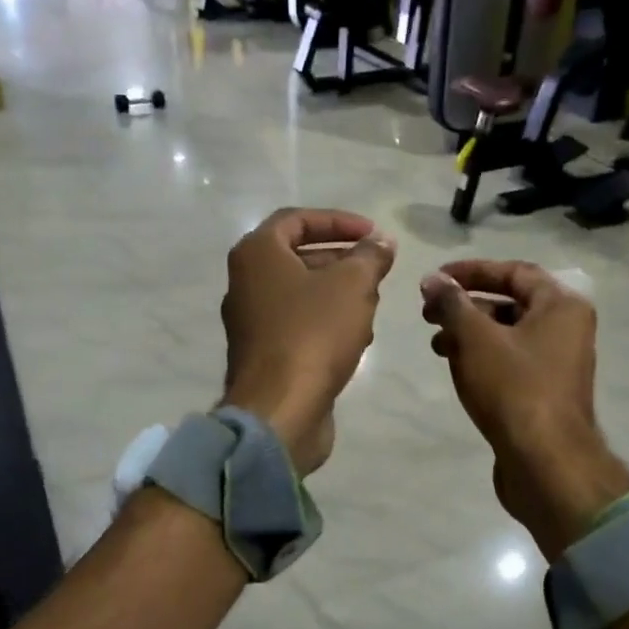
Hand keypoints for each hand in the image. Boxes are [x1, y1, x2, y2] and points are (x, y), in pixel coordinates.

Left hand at [222, 208, 395, 474]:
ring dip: (338, 294)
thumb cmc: (313, 334)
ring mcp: (252, 322)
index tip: (373, 234)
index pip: (297, 219)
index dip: (338, 221)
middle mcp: (246, 283)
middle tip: (376, 269)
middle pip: (298, 257)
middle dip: (342, 260)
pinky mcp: (264, 355)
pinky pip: (298, 326)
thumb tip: (382, 242)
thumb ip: (370, 257)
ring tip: (373, 303)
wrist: (280, 409)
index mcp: (257, 254)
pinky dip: (327, 323)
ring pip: (301, 294)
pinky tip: (358, 339)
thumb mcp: (353, 285)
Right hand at [421, 260, 628, 558]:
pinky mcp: (545, 393)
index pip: (514, 271)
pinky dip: (483, 358)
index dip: (472, 271)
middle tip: (429, 313)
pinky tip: (456, 369)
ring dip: (470, 333)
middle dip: (466, 306)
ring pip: (508, 335)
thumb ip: (453, 304)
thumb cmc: (513, 389)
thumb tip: (432, 280)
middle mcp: (566, 329)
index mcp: (561, 306)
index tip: (436, 279)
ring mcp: (558, 363)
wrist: (545, 462)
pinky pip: (511, 362)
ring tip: (437, 344)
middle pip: (511, 303)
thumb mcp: (476, 339)